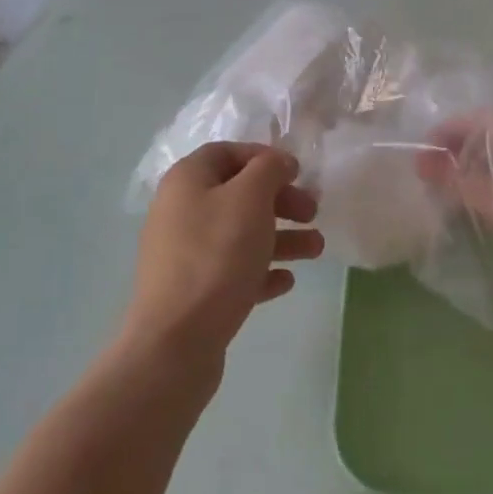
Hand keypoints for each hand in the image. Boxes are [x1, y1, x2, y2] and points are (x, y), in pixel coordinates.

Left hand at [125, 143, 322, 358]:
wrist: (176, 341)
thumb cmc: (216, 255)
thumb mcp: (250, 198)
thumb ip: (269, 169)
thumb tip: (278, 163)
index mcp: (187, 181)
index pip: (228, 152)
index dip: (264, 157)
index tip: (297, 173)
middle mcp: (180, 211)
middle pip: (238, 194)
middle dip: (280, 200)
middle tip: (312, 212)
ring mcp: (185, 254)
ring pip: (240, 234)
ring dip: (281, 237)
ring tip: (316, 249)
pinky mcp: (193, 292)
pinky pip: (233, 271)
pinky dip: (261, 271)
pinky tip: (286, 281)